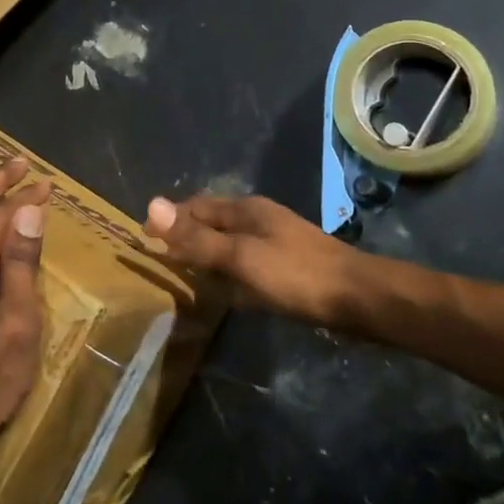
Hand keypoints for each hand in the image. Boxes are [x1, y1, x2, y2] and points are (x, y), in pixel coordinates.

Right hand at [143, 193, 361, 326]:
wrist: (359, 298)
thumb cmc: (295, 274)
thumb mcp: (240, 256)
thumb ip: (197, 238)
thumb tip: (151, 204)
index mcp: (245, 210)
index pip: (196, 207)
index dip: (169, 220)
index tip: (144, 238)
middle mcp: (259, 219)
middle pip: (213, 223)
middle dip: (187, 235)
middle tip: (161, 258)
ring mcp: (276, 242)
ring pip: (231, 243)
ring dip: (208, 254)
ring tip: (186, 274)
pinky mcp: (288, 266)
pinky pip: (247, 263)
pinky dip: (230, 272)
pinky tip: (228, 292)